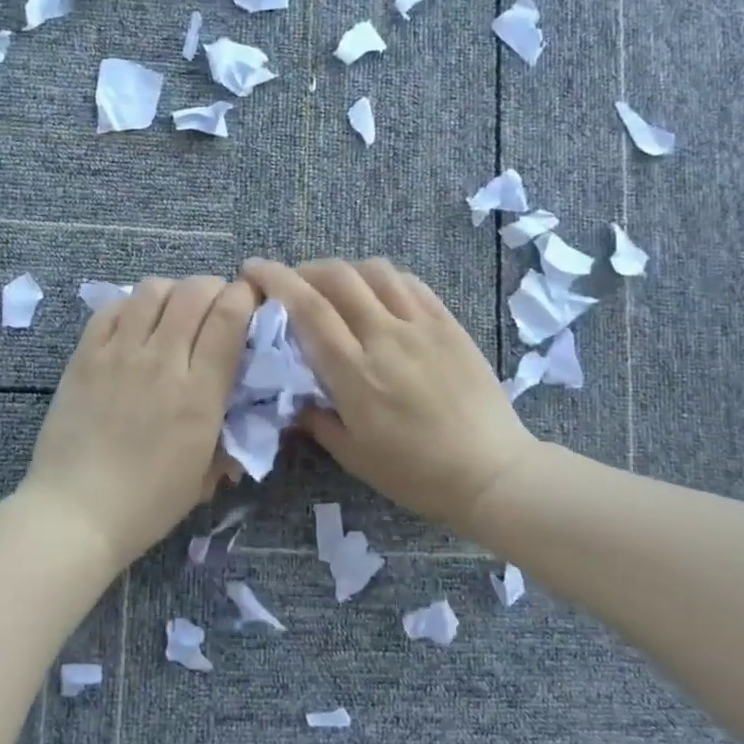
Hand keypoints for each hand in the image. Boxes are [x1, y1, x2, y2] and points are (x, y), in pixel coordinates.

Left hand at [20, 275, 255, 568]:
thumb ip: (228, 434)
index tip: (249, 304)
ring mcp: (119, 354)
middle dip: (214, 288)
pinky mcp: (84, 356)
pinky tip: (135, 325)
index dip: (245, 297)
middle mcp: (162, 362)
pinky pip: (111, 308)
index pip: (230, 317)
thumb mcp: (205, 474)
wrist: (76, 513)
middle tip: (215, 306)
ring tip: (174, 313)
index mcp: (200, 393)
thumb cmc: (148, 504)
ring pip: (152, 290)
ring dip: (173, 292)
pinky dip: (131, 306)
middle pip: (194, 291)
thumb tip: (240, 408)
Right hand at [242, 258, 536, 537]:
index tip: (252, 269)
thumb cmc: (416, 473)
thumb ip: (316, 419)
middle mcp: (385, 337)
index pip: (307, 308)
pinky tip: (377, 294)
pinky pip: (411, 284)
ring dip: (344, 270)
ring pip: (375, 271)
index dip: (275, 280)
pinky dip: (383, 279)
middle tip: (290, 283)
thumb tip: (293, 398)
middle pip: (337, 277)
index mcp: (355, 372)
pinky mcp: (449, 324)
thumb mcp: (353, 456)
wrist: (491, 472)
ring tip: (334, 288)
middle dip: (303, 269)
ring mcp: (422, 326)